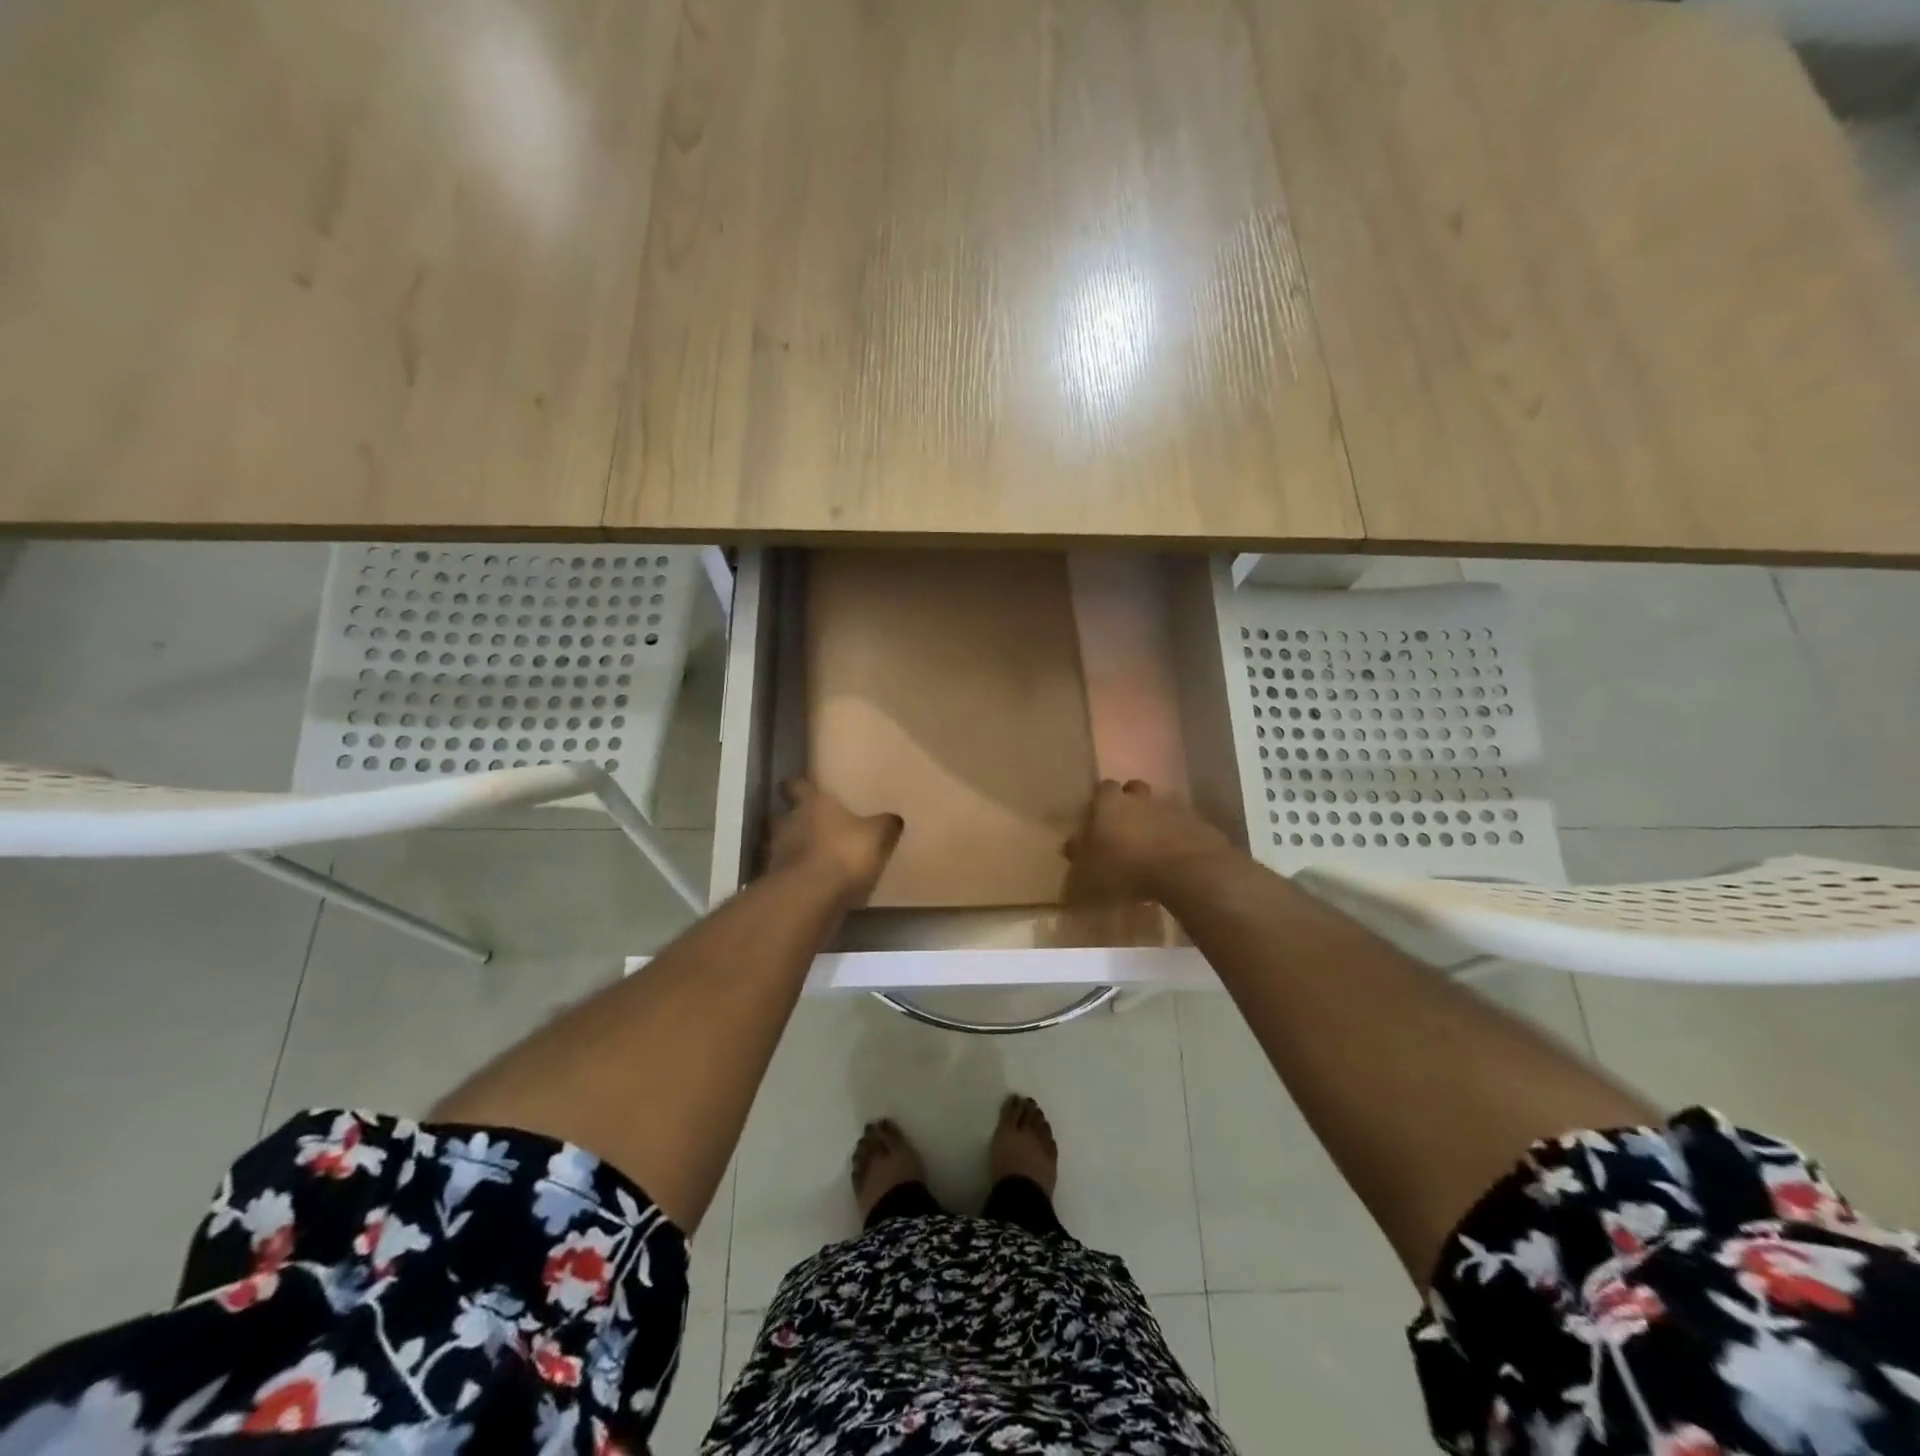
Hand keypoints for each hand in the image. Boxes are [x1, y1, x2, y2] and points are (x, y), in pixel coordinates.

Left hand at [767, 778, 903, 908]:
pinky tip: (813, 883)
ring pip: (782, 844)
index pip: (796, 785)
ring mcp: (776, 853)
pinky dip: (796, 875)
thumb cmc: (844, 852)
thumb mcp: (878, 835)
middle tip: (811, 824)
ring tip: (814, 857)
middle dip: (794, 819)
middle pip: (783, 815)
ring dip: (794, 849)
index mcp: (811, 803)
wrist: (811, 896)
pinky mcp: (776, 882)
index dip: (798, 785)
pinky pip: (786, 873)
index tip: (801, 786)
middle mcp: (787, 822)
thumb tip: (893, 818)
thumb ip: (885, 825)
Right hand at [1063, 779, 1236, 901]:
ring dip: (1156, 820)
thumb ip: (1079, 855)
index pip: (1103, 789)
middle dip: (1130, 803)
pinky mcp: (1199, 824)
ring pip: (1160, 806)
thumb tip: (1071, 845)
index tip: (1099, 820)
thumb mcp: (1088, 871)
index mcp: (1111, 804)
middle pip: (1134, 790)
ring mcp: (1173, 808)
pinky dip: (1179, 836)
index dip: (1101, 802)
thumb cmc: (1127, 869)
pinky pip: (1184, 825)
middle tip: (1126, 828)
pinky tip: (1176, 858)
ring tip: (1153, 846)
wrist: (1187, 871)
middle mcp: (1141, 798)